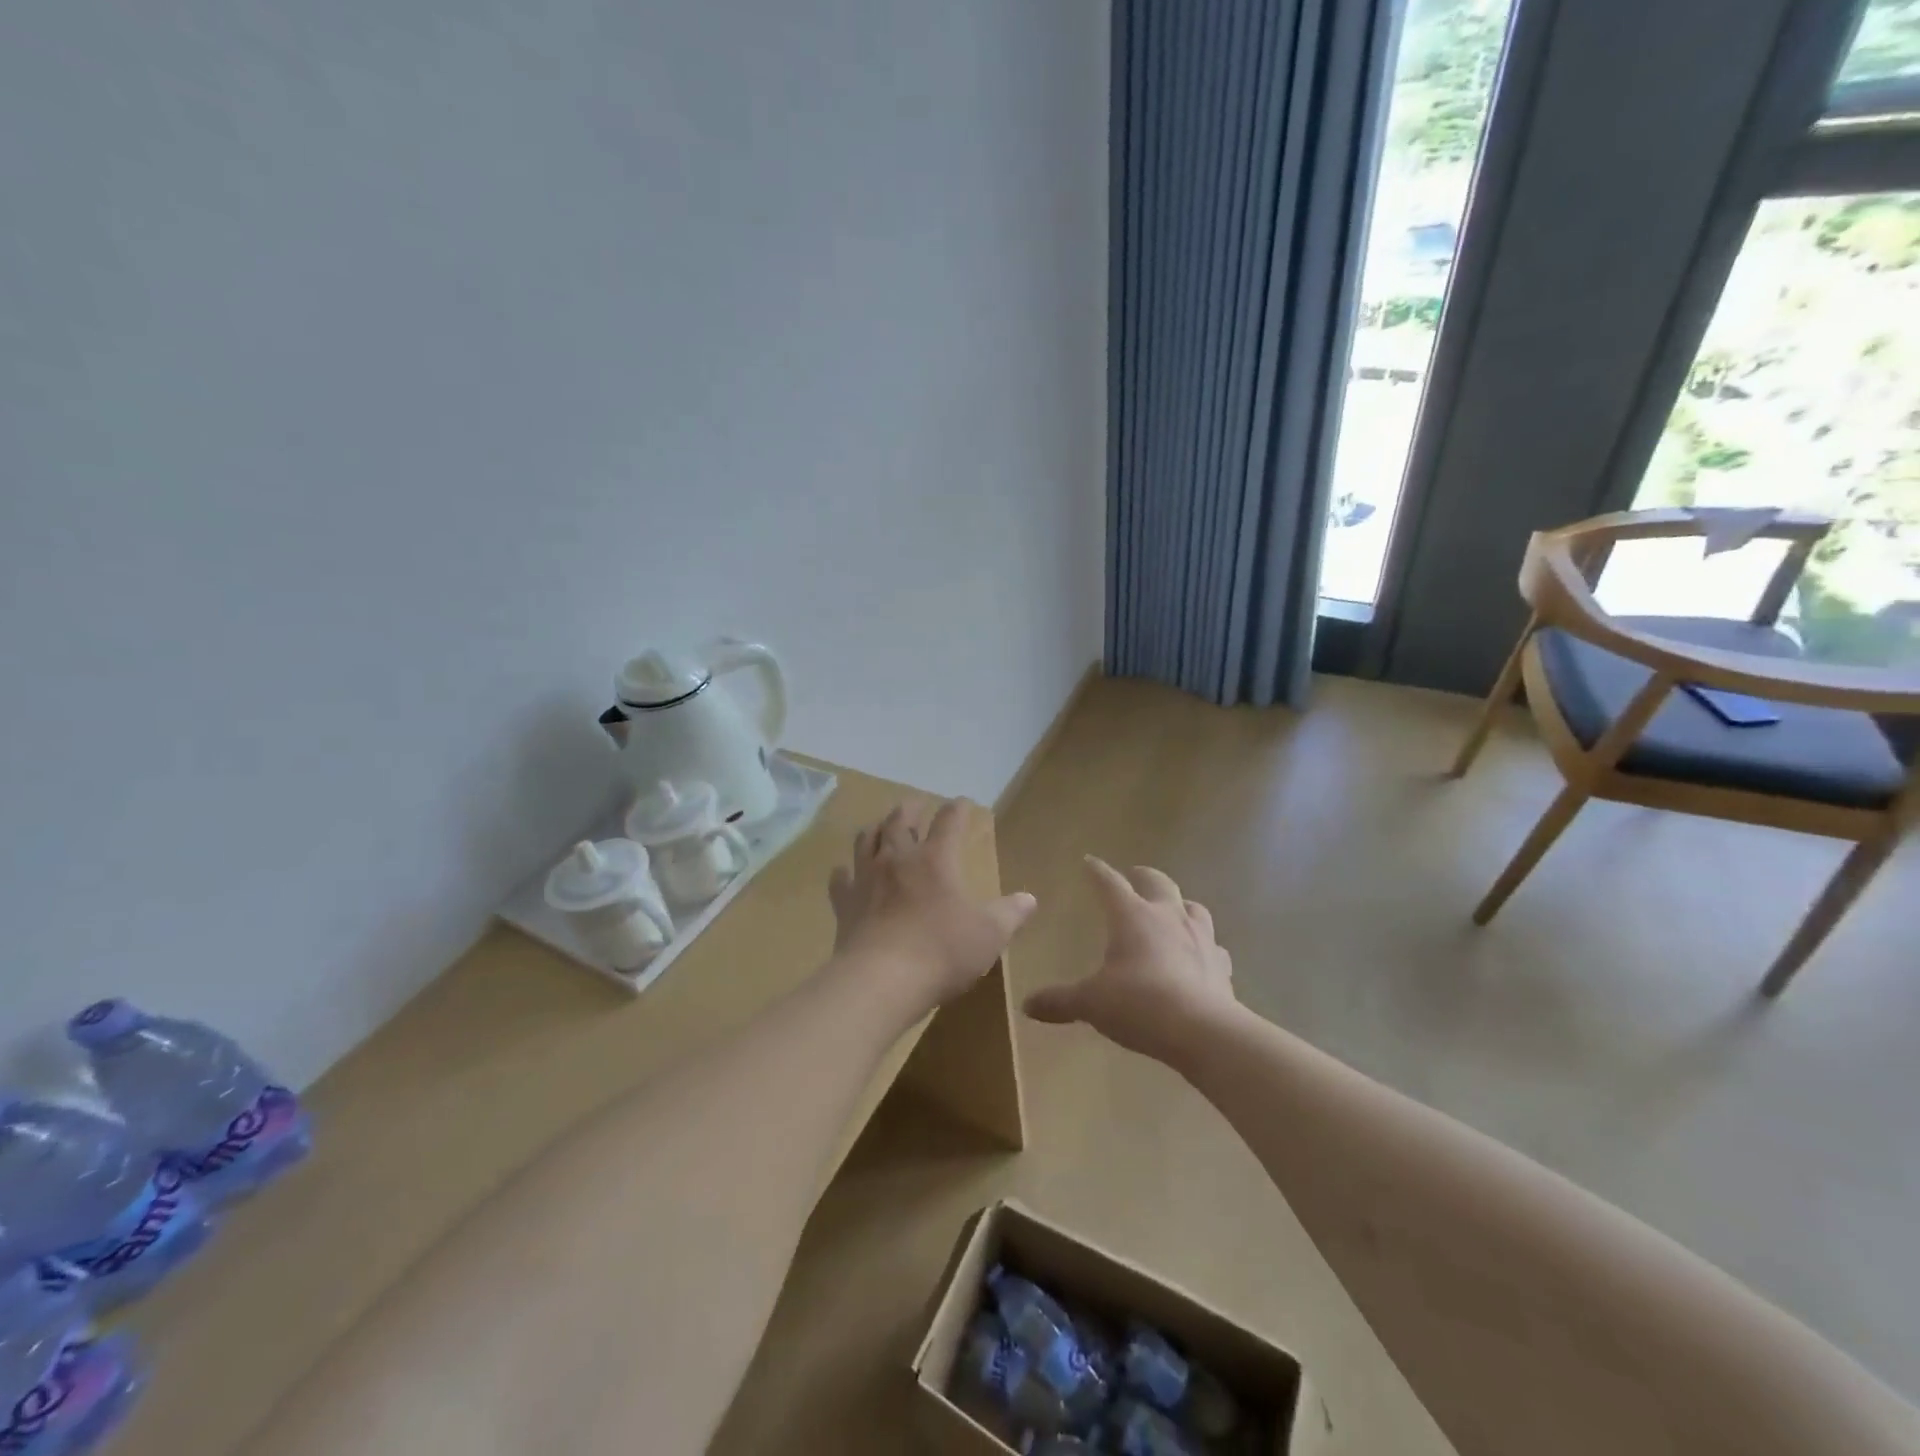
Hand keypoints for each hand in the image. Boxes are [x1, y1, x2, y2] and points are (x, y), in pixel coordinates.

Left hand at [827, 800, 1036, 1015]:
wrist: (880, 981)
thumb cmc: (941, 952)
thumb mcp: (988, 935)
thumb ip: (1010, 914)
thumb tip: (1029, 899)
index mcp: (935, 860)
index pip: (948, 822)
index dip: (957, 809)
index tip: (961, 803)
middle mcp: (897, 859)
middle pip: (899, 821)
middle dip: (910, 809)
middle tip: (915, 805)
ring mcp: (866, 879)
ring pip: (866, 840)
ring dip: (876, 829)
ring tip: (881, 828)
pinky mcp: (844, 904)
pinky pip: (840, 879)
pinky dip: (844, 871)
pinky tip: (845, 872)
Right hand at [1023, 857, 1237, 1068]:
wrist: (1202, 1031)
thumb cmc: (1138, 1004)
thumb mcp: (1091, 1003)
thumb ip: (1060, 1001)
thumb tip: (1027, 1005)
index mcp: (1132, 916)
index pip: (1110, 883)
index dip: (1097, 871)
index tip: (1089, 862)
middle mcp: (1168, 917)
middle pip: (1158, 882)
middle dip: (1143, 876)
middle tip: (1135, 875)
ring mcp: (1200, 938)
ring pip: (1193, 907)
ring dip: (1180, 904)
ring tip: (1172, 911)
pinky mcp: (1221, 965)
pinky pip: (1214, 946)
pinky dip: (1205, 946)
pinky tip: (1201, 956)